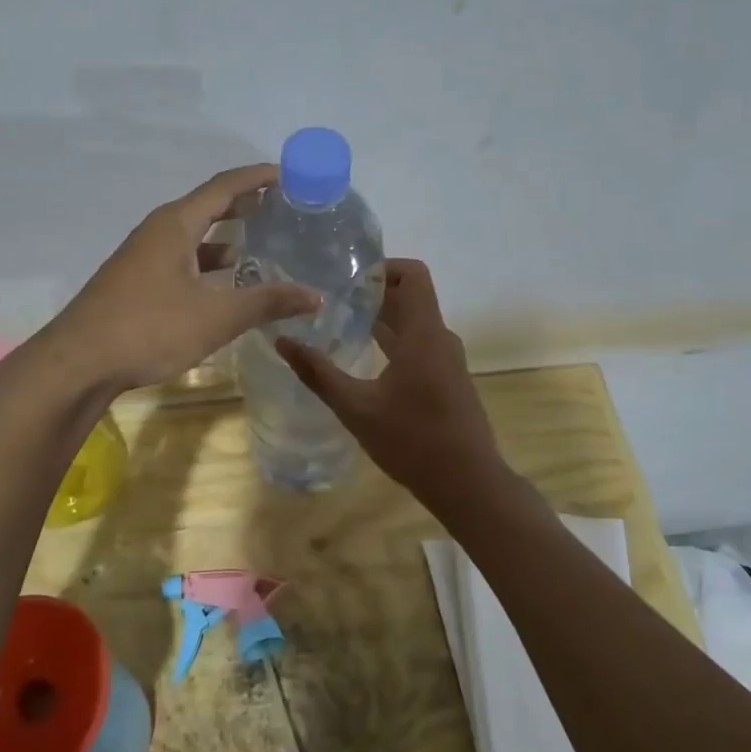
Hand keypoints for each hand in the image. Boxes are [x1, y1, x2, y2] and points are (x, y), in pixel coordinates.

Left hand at [41, 165, 320, 393]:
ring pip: (193, 236)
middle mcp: (158, 231)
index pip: (224, 186)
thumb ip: (266, 302)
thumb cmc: (148, 328)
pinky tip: (223, 285)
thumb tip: (315, 295)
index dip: (258, 177)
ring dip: (225, 237)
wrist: (78, 363)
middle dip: (245, 205)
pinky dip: (207, 263)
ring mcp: (143, 257)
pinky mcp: (136, 282)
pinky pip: (181, 259)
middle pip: (207, 206)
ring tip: (260, 246)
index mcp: (176, 224)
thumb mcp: (215, 317)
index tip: (290, 175)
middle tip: (282, 209)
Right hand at [276, 259, 504, 500]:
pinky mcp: (448, 379)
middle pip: (411, 296)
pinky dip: (394, 340)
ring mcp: (447, 360)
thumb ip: (319, 373)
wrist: (468, 484)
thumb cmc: (412, 441)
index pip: (413, 275)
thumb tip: (282, 342)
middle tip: (332, 298)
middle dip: (374, 293)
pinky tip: (366, 357)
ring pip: (415, 322)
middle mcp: (440, 339)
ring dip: (382, 318)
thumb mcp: (356, 408)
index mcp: (423, 335)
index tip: (348, 279)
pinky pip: (420, 344)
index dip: (382, 268)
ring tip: (342, 322)